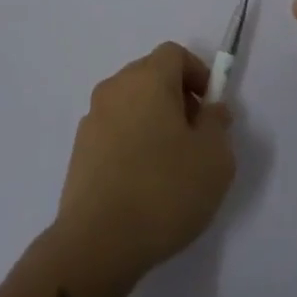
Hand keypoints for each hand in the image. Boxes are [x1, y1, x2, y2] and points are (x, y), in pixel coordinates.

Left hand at [54, 43, 236, 292]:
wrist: (97, 243)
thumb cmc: (164, 190)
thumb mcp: (215, 158)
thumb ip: (217, 124)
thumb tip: (210, 110)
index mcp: (148, 78)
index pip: (174, 53)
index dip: (197, 73)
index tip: (211, 108)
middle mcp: (115, 88)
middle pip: (151, 75)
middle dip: (177, 96)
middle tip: (195, 135)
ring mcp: (92, 119)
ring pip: (131, 103)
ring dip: (153, 119)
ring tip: (170, 163)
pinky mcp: (79, 150)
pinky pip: (114, 130)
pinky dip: (132, 142)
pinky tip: (143, 182)